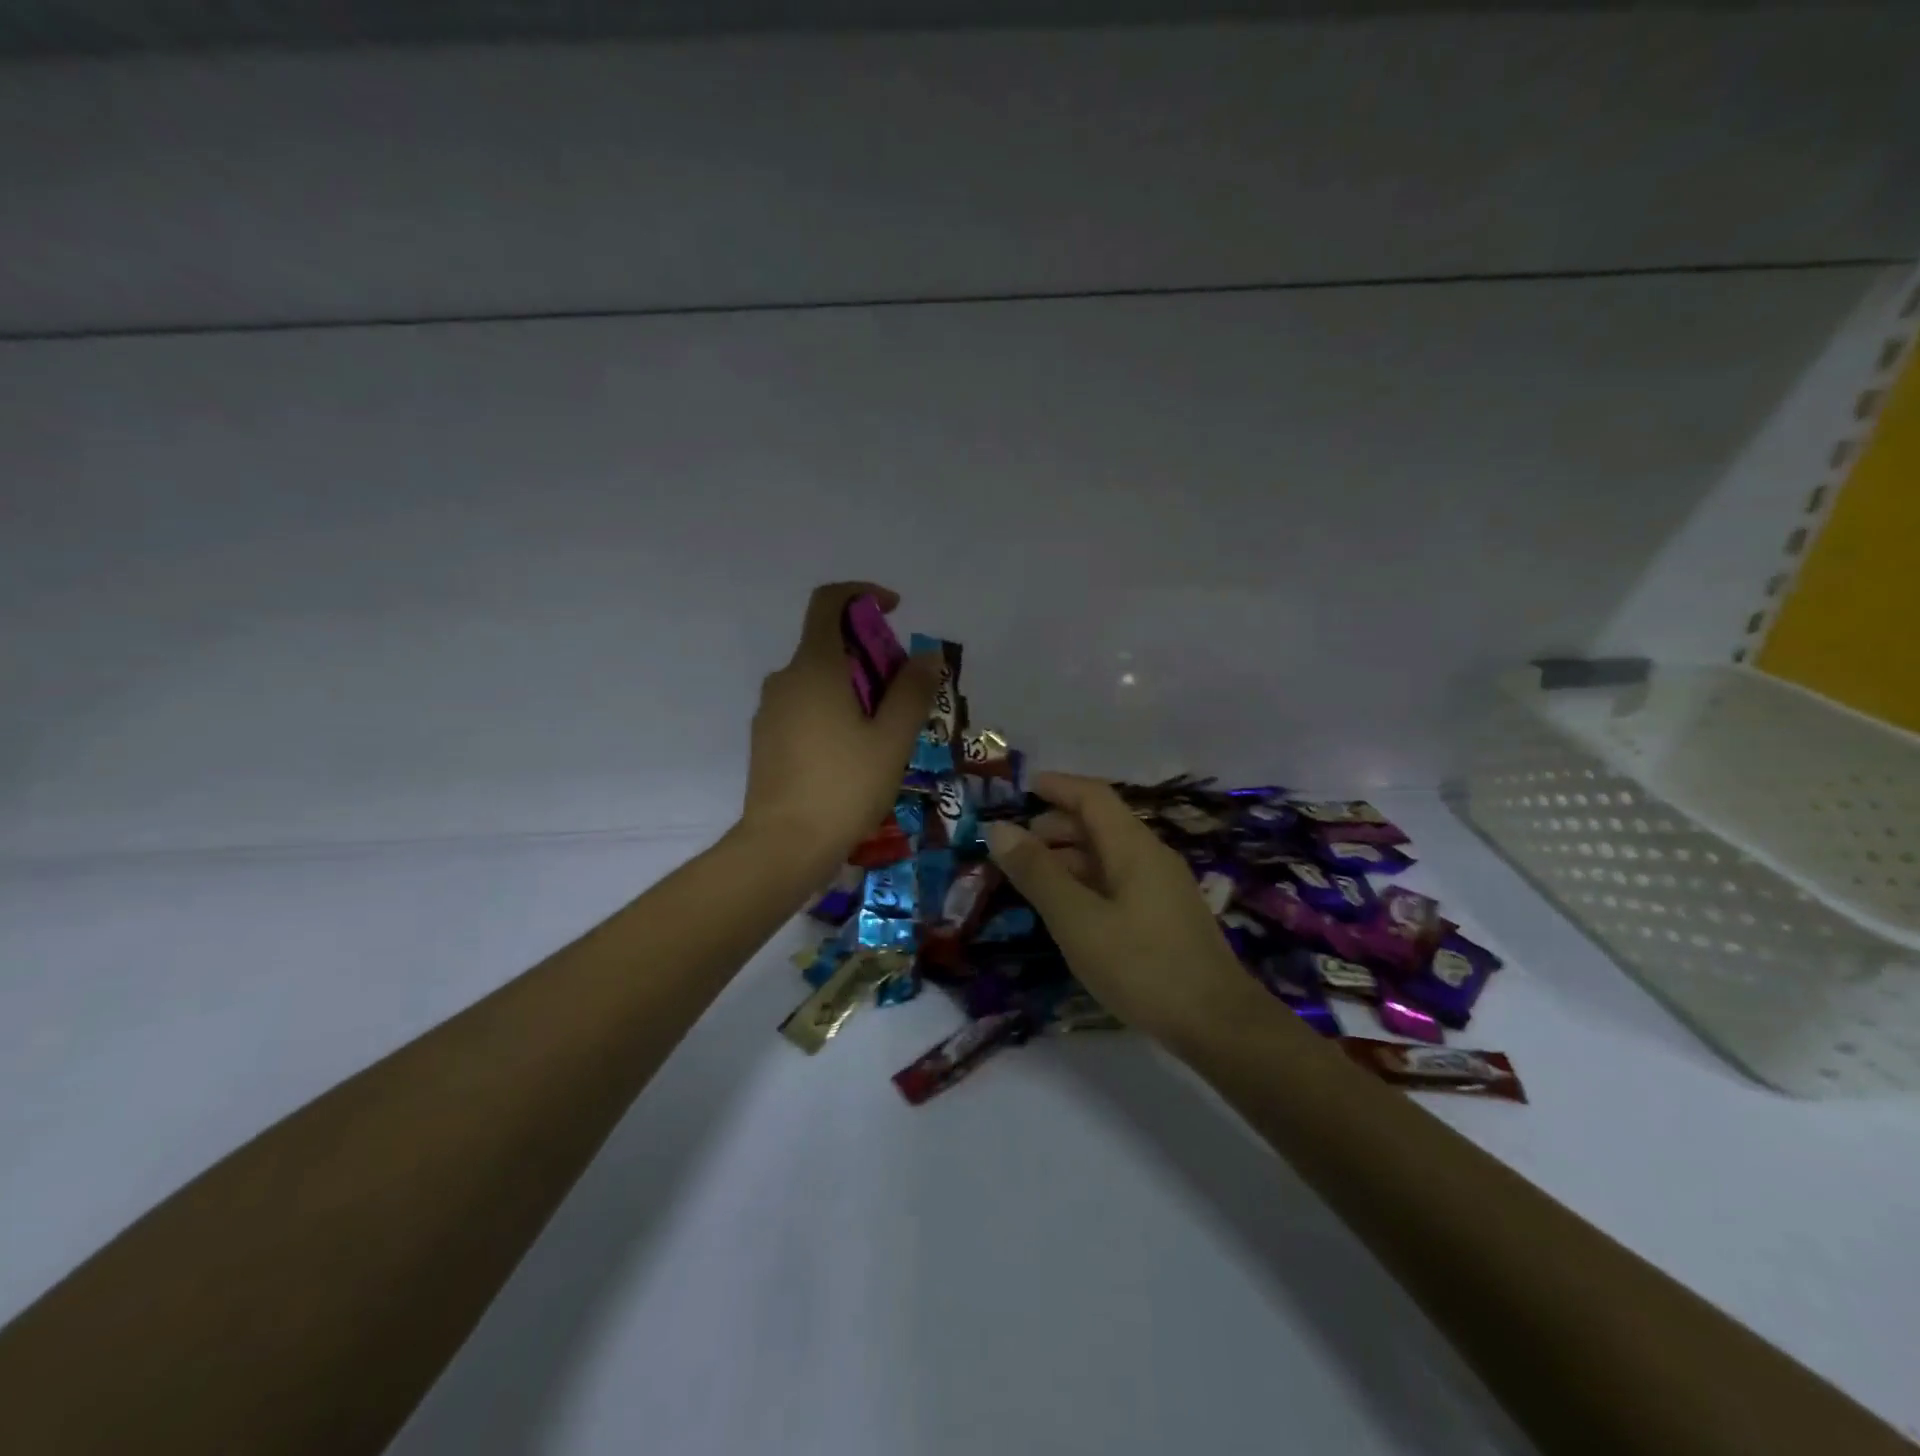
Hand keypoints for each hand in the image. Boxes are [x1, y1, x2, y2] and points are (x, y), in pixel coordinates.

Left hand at [739, 583, 940, 876]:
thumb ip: (912, 691)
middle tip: (904, 695)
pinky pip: (804, 707)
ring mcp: (770, 710)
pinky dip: (833, 711)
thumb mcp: (892, 739)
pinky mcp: (766, 739)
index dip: (862, 593)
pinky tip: (854, 755)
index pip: (829, 601)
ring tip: (885, 733)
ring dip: (854, 688)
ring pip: (818, 680)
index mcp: (814, 667)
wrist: (784, 846)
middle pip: (829, 644)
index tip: (894, 612)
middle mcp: (785, 679)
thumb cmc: (844, 786)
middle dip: (870, 655)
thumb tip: (925, 655)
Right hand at [982, 772, 1272, 1051]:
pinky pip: (1118, 882)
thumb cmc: (1142, 966)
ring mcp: (1162, 888)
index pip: (1093, 796)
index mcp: (1133, 846)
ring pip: (1108, 856)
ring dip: (1069, 857)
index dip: (1057, 786)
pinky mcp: (1165, 917)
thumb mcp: (1077, 919)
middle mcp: (1151, 857)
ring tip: (1032, 878)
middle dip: (1056, 825)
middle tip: (1015, 845)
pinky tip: (1068, 910)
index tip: (1021, 789)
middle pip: (1100, 824)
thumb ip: (1037, 873)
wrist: (1217, 1024)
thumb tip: (998, 828)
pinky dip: (1086, 882)